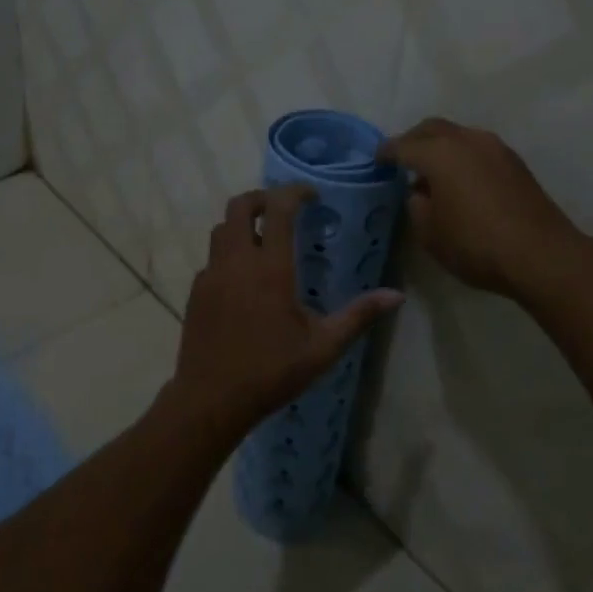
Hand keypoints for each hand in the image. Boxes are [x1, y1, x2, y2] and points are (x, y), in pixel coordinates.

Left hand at [171, 186, 403, 437]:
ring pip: (221, 229)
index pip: (279, 209)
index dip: (295, 192)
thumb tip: (397, 296)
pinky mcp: (196, 291)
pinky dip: (229, 253)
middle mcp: (236, 261)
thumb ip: (359, 316)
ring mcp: (211, 274)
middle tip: (284, 208)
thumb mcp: (323, 347)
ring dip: (242, 223)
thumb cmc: (271, 372)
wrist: (211, 399)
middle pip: (239, 206)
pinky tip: (243, 279)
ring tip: (264, 238)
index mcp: (270, 268)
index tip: (312, 195)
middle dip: (262, 198)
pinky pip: (212, 258)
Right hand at [377, 118, 592, 297]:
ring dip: (440, 146)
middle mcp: (466, 140)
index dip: (386, 153)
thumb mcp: (430, 234)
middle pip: (432, 128)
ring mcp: (495, 148)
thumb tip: (421, 192)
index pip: (403, 145)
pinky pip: (477, 148)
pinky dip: (462, 156)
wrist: (542, 255)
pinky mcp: (515, 162)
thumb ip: (417, 206)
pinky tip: (460, 180)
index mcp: (439, 154)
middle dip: (413, 140)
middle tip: (402, 158)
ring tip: (432, 171)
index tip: (376, 160)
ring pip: (458, 135)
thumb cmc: (476, 245)